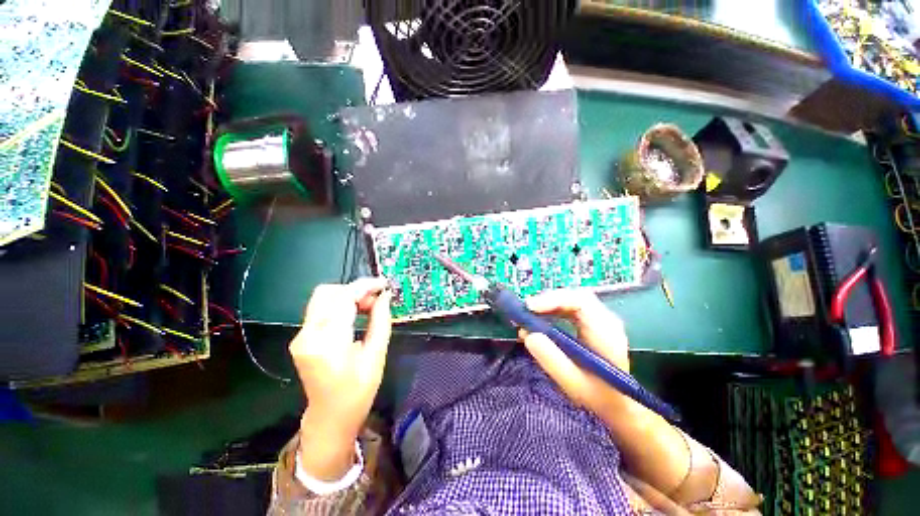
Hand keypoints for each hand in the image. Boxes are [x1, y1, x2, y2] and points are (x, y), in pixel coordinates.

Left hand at [290, 278, 391, 480]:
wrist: (330, 417)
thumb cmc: (358, 391)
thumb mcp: (376, 355)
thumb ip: (380, 321)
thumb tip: (385, 296)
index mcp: (328, 343)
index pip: (343, 298)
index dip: (365, 286)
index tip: (383, 284)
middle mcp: (308, 336)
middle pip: (328, 292)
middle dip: (355, 289)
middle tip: (376, 298)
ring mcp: (301, 337)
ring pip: (322, 298)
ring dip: (347, 295)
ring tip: (368, 306)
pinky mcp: (301, 338)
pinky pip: (320, 310)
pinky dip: (340, 305)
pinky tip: (355, 314)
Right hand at [519, 289, 630, 416]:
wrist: (618, 405)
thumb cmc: (598, 397)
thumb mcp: (573, 384)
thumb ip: (551, 359)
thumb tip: (527, 334)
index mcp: (606, 333)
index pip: (581, 302)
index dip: (553, 300)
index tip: (530, 308)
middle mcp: (605, 320)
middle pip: (574, 297)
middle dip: (547, 300)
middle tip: (525, 311)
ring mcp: (599, 320)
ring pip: (570, 300)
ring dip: (547, 305)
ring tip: (528, 316)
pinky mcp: (591, 323)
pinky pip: (569, 308)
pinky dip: (551, 310)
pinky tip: (539, 320)